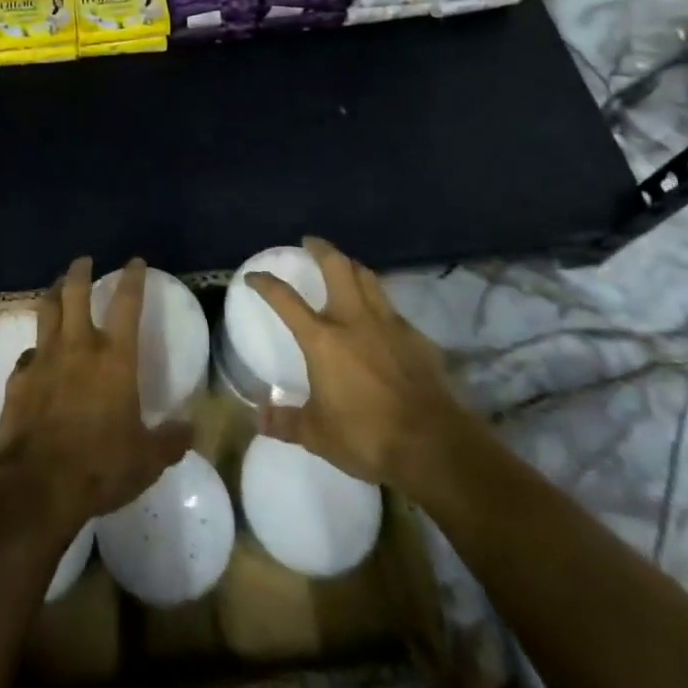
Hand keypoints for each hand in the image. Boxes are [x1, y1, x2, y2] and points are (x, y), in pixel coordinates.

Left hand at [0, 256, 193, 528]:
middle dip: (80, 271)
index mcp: (114, 358)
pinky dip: (34, 350)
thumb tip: (192, 429)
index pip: (127, 304)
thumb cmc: (100, 466)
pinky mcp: (18, 379)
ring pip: (46, 311)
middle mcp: (77, 347)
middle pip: (75, 292)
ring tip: (57, 287)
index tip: (135, 261)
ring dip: (53, 294)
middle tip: (83, 261)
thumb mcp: (147, 459)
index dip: (133, 279)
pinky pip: (27, 354)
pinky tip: (36, 357)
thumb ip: (170, 440)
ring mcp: (43, 359)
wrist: (39, 485)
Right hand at [246, 236, 482, 501]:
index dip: (266, 283)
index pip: (285, 299)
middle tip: (310, 243)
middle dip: (321, 249)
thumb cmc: (367, 435)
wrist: (433, 444)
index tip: (254, 276)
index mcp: (322, 339)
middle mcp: (353, 320)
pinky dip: (380, 304)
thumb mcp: (318, 435)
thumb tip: (258, 418)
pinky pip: (393, 309)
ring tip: (344, 267)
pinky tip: (380, 318)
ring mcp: (389, 324)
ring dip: (352, 266)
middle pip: (337, 267)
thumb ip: (286, 422)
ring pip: (368, 278)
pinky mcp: (416, 337)